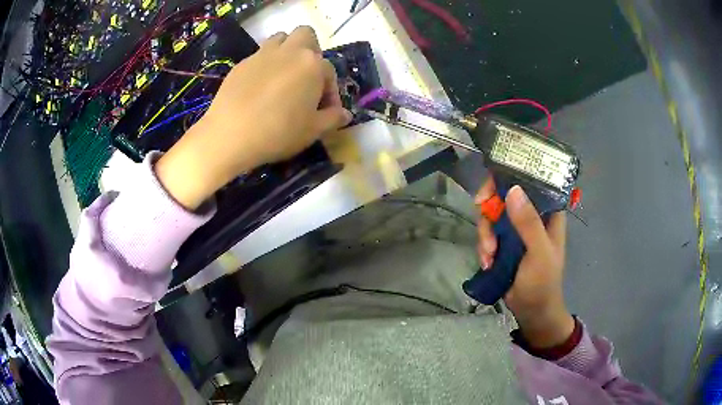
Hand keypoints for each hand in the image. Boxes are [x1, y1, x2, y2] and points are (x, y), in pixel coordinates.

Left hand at [156, 26, 351, 209]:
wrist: (230, 135)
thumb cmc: (278, 132)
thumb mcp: (313, 131)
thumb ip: (333, 118)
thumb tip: (345, 114)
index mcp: (311, 64)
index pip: (329, 72)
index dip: (331, 93)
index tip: (325, 112)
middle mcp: (289, 51)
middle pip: (305, 36)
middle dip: (310, 51)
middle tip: (306, 77)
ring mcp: (262, 55)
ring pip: (280, 39)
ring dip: (286, 52)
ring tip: (283, 77)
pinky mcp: (241, 64)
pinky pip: (259, 56)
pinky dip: (264, 66)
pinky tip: (259, 89)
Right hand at [476, 179, 574, 348]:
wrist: (531, 311)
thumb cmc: (543, 281)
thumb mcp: (539, 252)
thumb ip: (529, 223)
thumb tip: (513, 190)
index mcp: (548, 212)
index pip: (530, 181)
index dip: (510, 177)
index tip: (490, 189)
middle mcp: (532, 215)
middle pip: (505, 195)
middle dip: (491, 211)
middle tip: (483, 219)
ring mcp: (517, 229)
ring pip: (493, 215)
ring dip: (486, 235)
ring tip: (488, 256)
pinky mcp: (504, 242)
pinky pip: (488, 233)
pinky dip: (484, 246)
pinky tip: (487, 262)